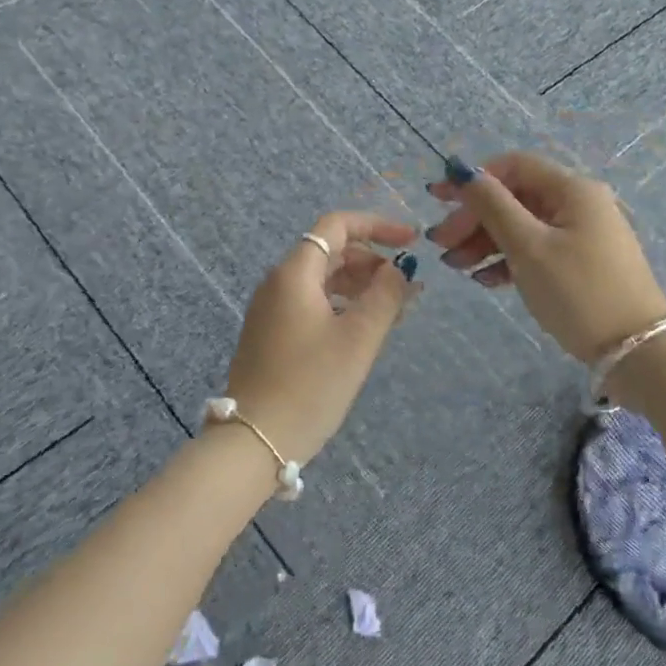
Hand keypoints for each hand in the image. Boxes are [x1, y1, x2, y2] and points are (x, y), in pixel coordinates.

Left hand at [223, 211, 419, 462]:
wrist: (255, 439)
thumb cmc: (311, 384)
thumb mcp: (358, 339)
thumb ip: (385, 296)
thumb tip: (398, 270)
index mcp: (294, 273)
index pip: (336, 226)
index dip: (377, 226)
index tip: (411, 242)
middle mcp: (278, 283)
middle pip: (330, 252)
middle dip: (372, 260)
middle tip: (407, 285)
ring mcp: (271, 310)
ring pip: (322, 280)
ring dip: (360, 286)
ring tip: (395, 309)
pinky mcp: (271, 334)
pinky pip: (312, 304)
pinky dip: (342, 306)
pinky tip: (365, 329)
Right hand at [427, 152, 665, 362]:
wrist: (636, 349)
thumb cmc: (578, 291)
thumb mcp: (528, 247)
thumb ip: (493, 206)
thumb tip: (464, 173)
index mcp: (572, 190)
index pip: (514, 167)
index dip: (474, 179)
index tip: (438, 200)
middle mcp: (578, 204)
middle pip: (514, 198)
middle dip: (474, 218)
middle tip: (441, 244)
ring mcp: (580, 235)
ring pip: (521, 227)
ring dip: (484, 242)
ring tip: (454, 266)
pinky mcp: (579, 263)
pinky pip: (535, 250)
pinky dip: (507, 260)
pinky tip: (484, 279)